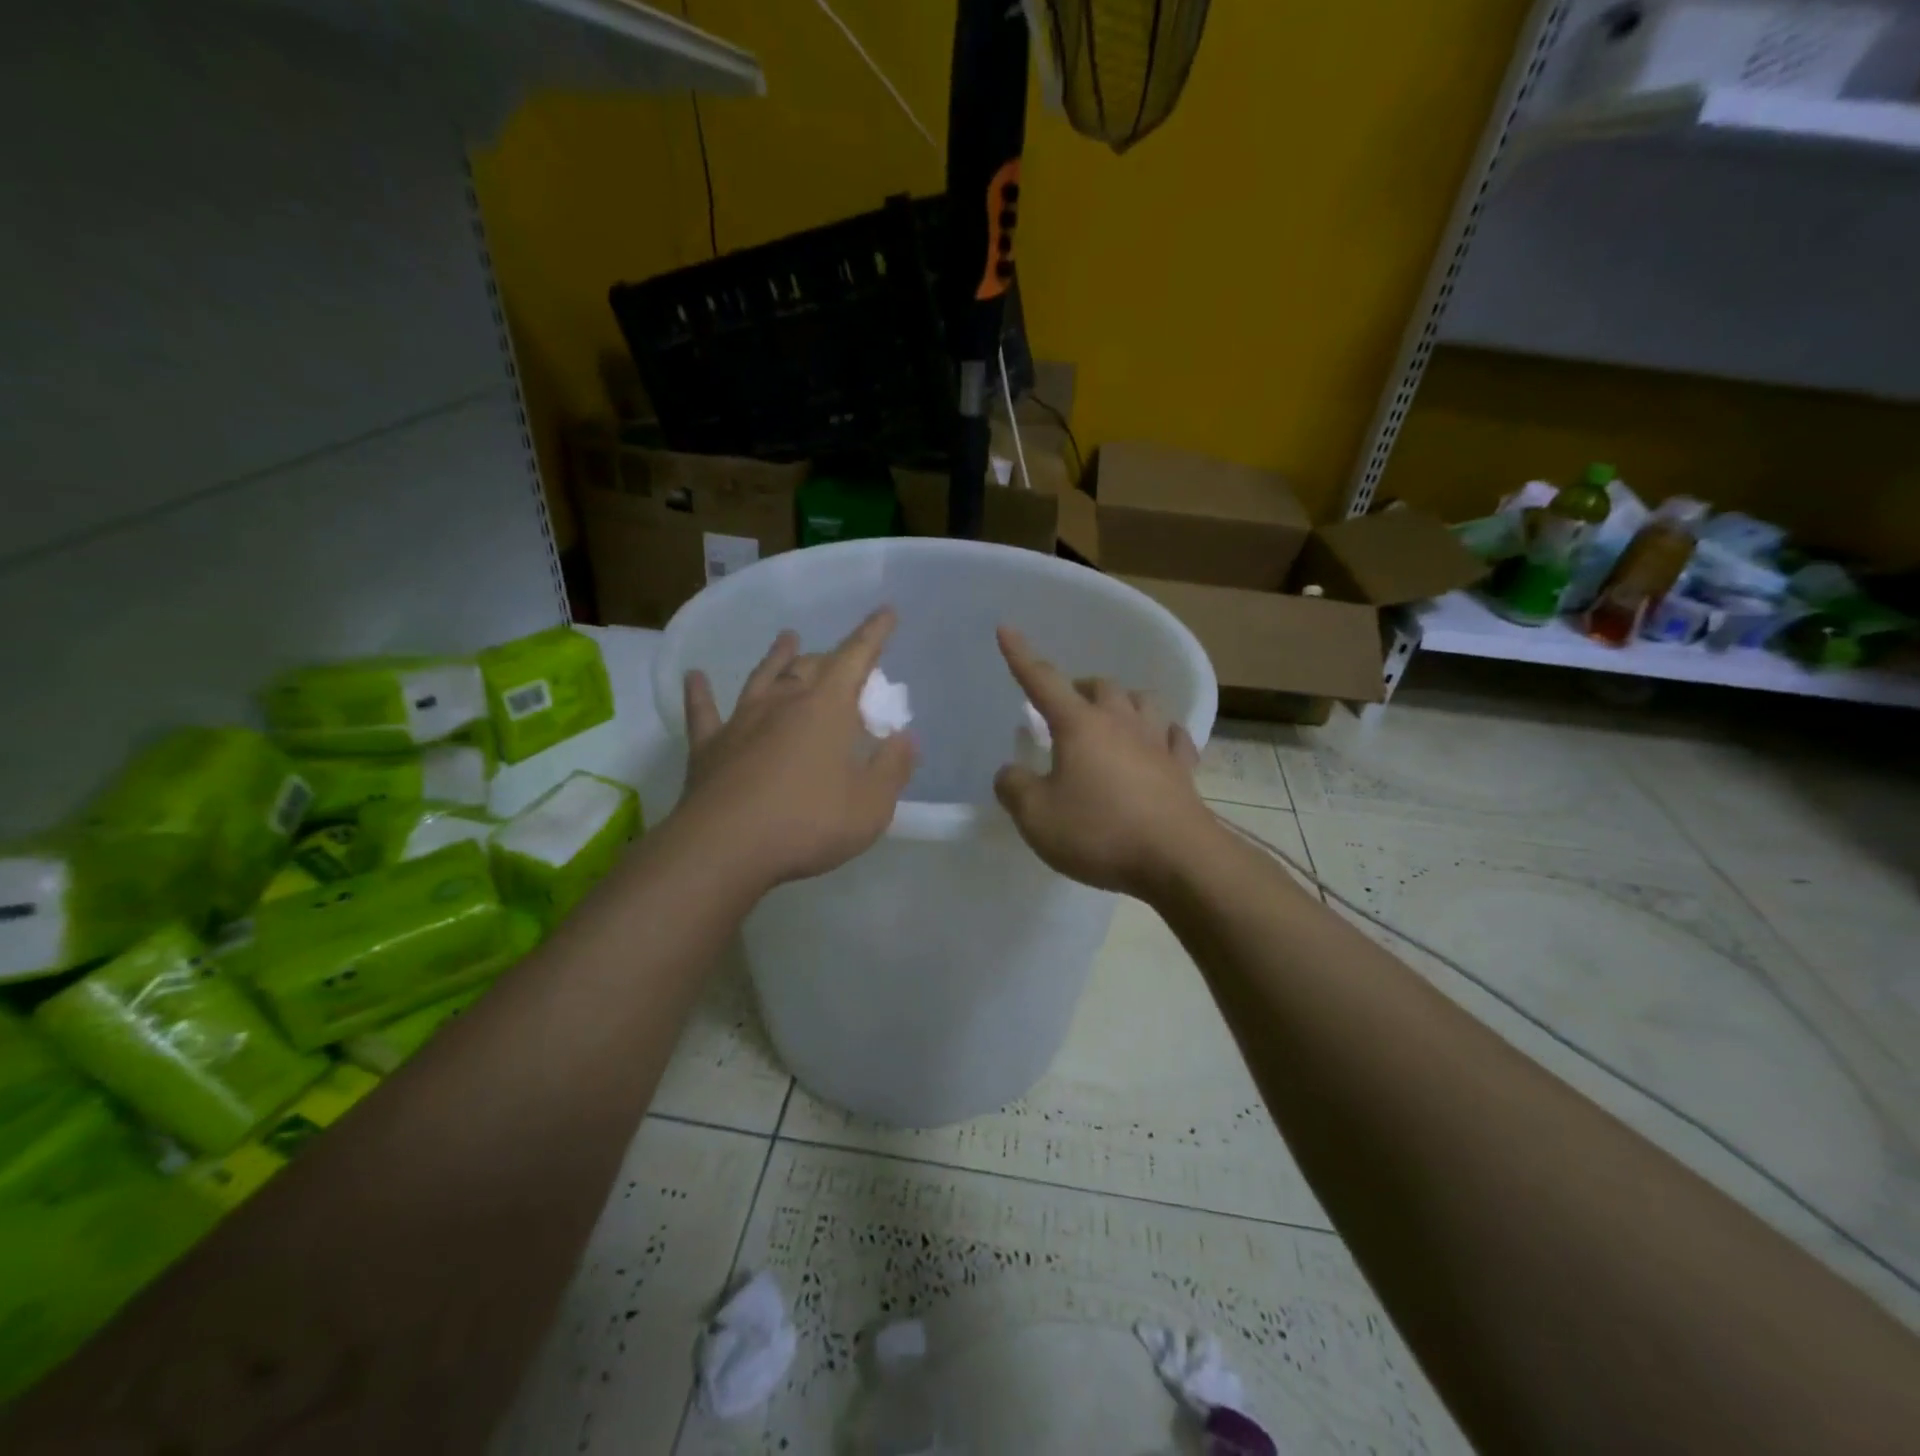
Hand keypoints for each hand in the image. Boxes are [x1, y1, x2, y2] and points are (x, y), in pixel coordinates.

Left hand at [678, 609, 915, 890]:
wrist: (725, 847)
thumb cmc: (808, 823)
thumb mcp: (871, 805)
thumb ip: (893, 769)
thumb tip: (906, 739)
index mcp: (827, 708)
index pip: (857, 657)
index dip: (874, 633)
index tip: (886, 611)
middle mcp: (784, 702)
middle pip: (810, 666)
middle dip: (830, 657)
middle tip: (841, 660)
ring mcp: (742, 721)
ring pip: (762, 677)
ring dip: (777, 657)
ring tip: (787, 638)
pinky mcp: (709, 747)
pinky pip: (703, 712)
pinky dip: (700, 693)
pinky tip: (695, 677)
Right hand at [992, 627, 1218, 898]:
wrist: (1176, 859)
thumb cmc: (1099, 832)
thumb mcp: (1036, 817)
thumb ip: (1014, 788)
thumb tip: (1010, 772)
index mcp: (1080, 725)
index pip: (1042, 680)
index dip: (1020, 655)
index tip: (1006, 628)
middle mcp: (1120, 722)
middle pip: (1100, 686)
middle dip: (1079, 688)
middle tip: (1064, 708)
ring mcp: (1157, 742)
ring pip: (1142, 701)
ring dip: (1123, 702)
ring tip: (1111, 719)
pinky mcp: (1183, 768)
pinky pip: (1174, 736)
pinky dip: (1161, 733)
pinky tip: (1158, 742)